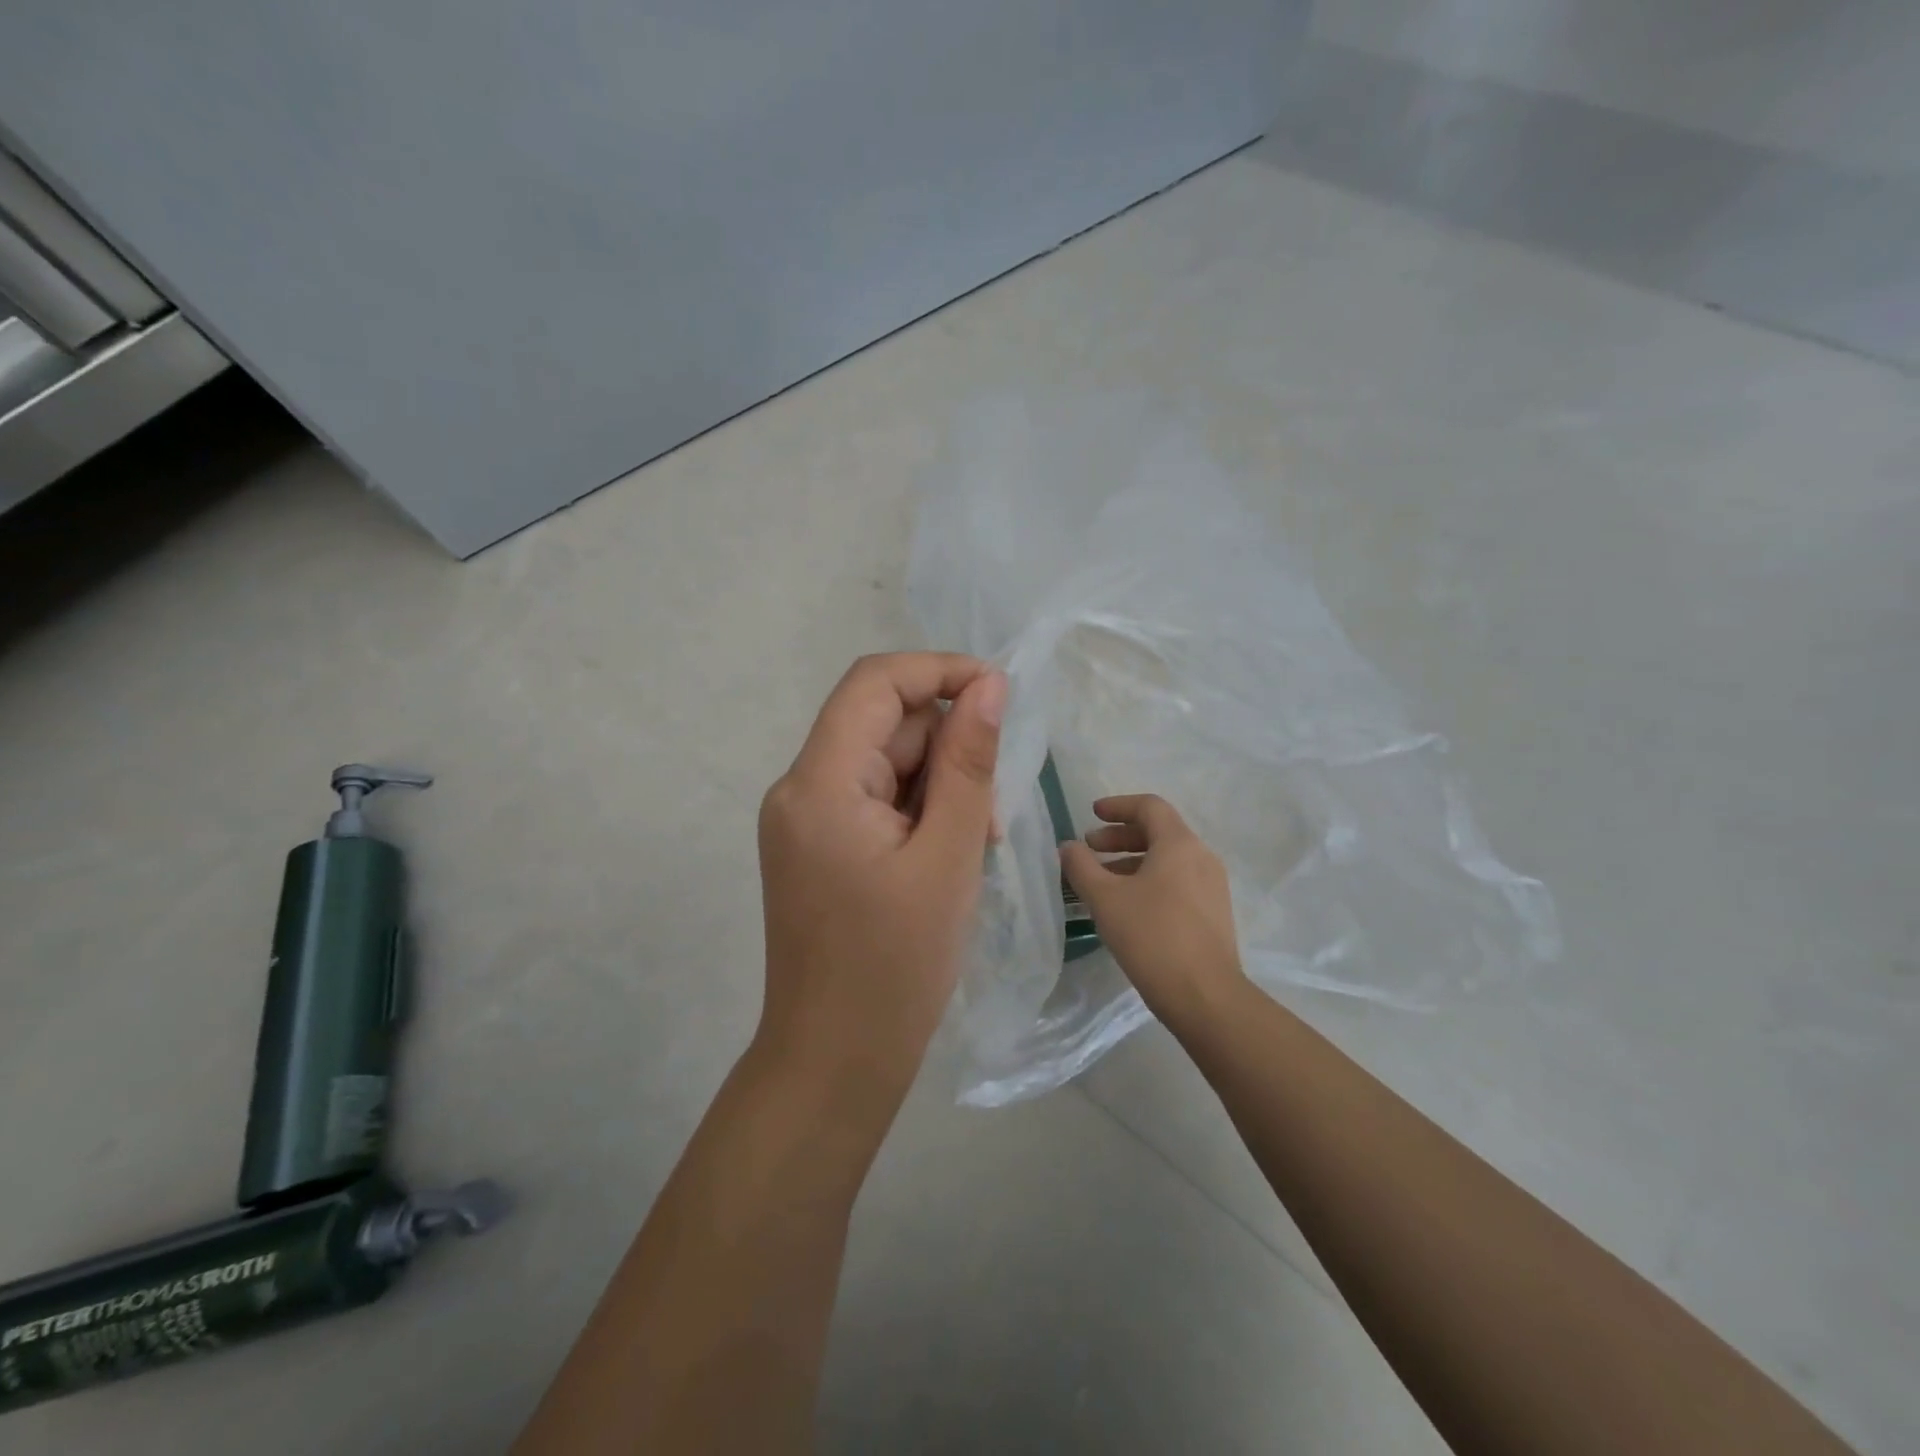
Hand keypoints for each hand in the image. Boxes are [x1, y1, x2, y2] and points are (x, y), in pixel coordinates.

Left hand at [755, 653, 1004, 1115]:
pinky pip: (874, 799)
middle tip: (992, 809)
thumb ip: (968, 763)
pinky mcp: (817, 846)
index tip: (999, 692)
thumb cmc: (896, 966)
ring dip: (938, 786)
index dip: (938, 671)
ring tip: (974, 845)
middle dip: (946, 748)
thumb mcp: (948, 856)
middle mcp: (799, 789)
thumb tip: (988, 686)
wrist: (836, 1060)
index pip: (874, 684)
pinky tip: (947, 856)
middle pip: (882, 725)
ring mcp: (804, 820)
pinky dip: (917, 812)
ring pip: (884, 764)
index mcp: (820, 783)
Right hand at [1061, 794, 1246, 1029]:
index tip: (1091, 815)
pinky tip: (1127, 906)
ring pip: (1167, 859)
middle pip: (1158, 831)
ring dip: (1131, 861)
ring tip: (1102, 881)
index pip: (1149, 806)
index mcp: (1179, 844)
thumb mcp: (1105, 898)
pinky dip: (1149, 880)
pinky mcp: (1213, 913)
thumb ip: (1081, 866)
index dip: (1117, 806)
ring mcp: (1212, 886)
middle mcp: (1201, 857)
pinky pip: (1177, 881)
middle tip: (1090, 849)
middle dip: (1120, 836)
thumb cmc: (1152, 936)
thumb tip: (1068, 847)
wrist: (1205, 996)